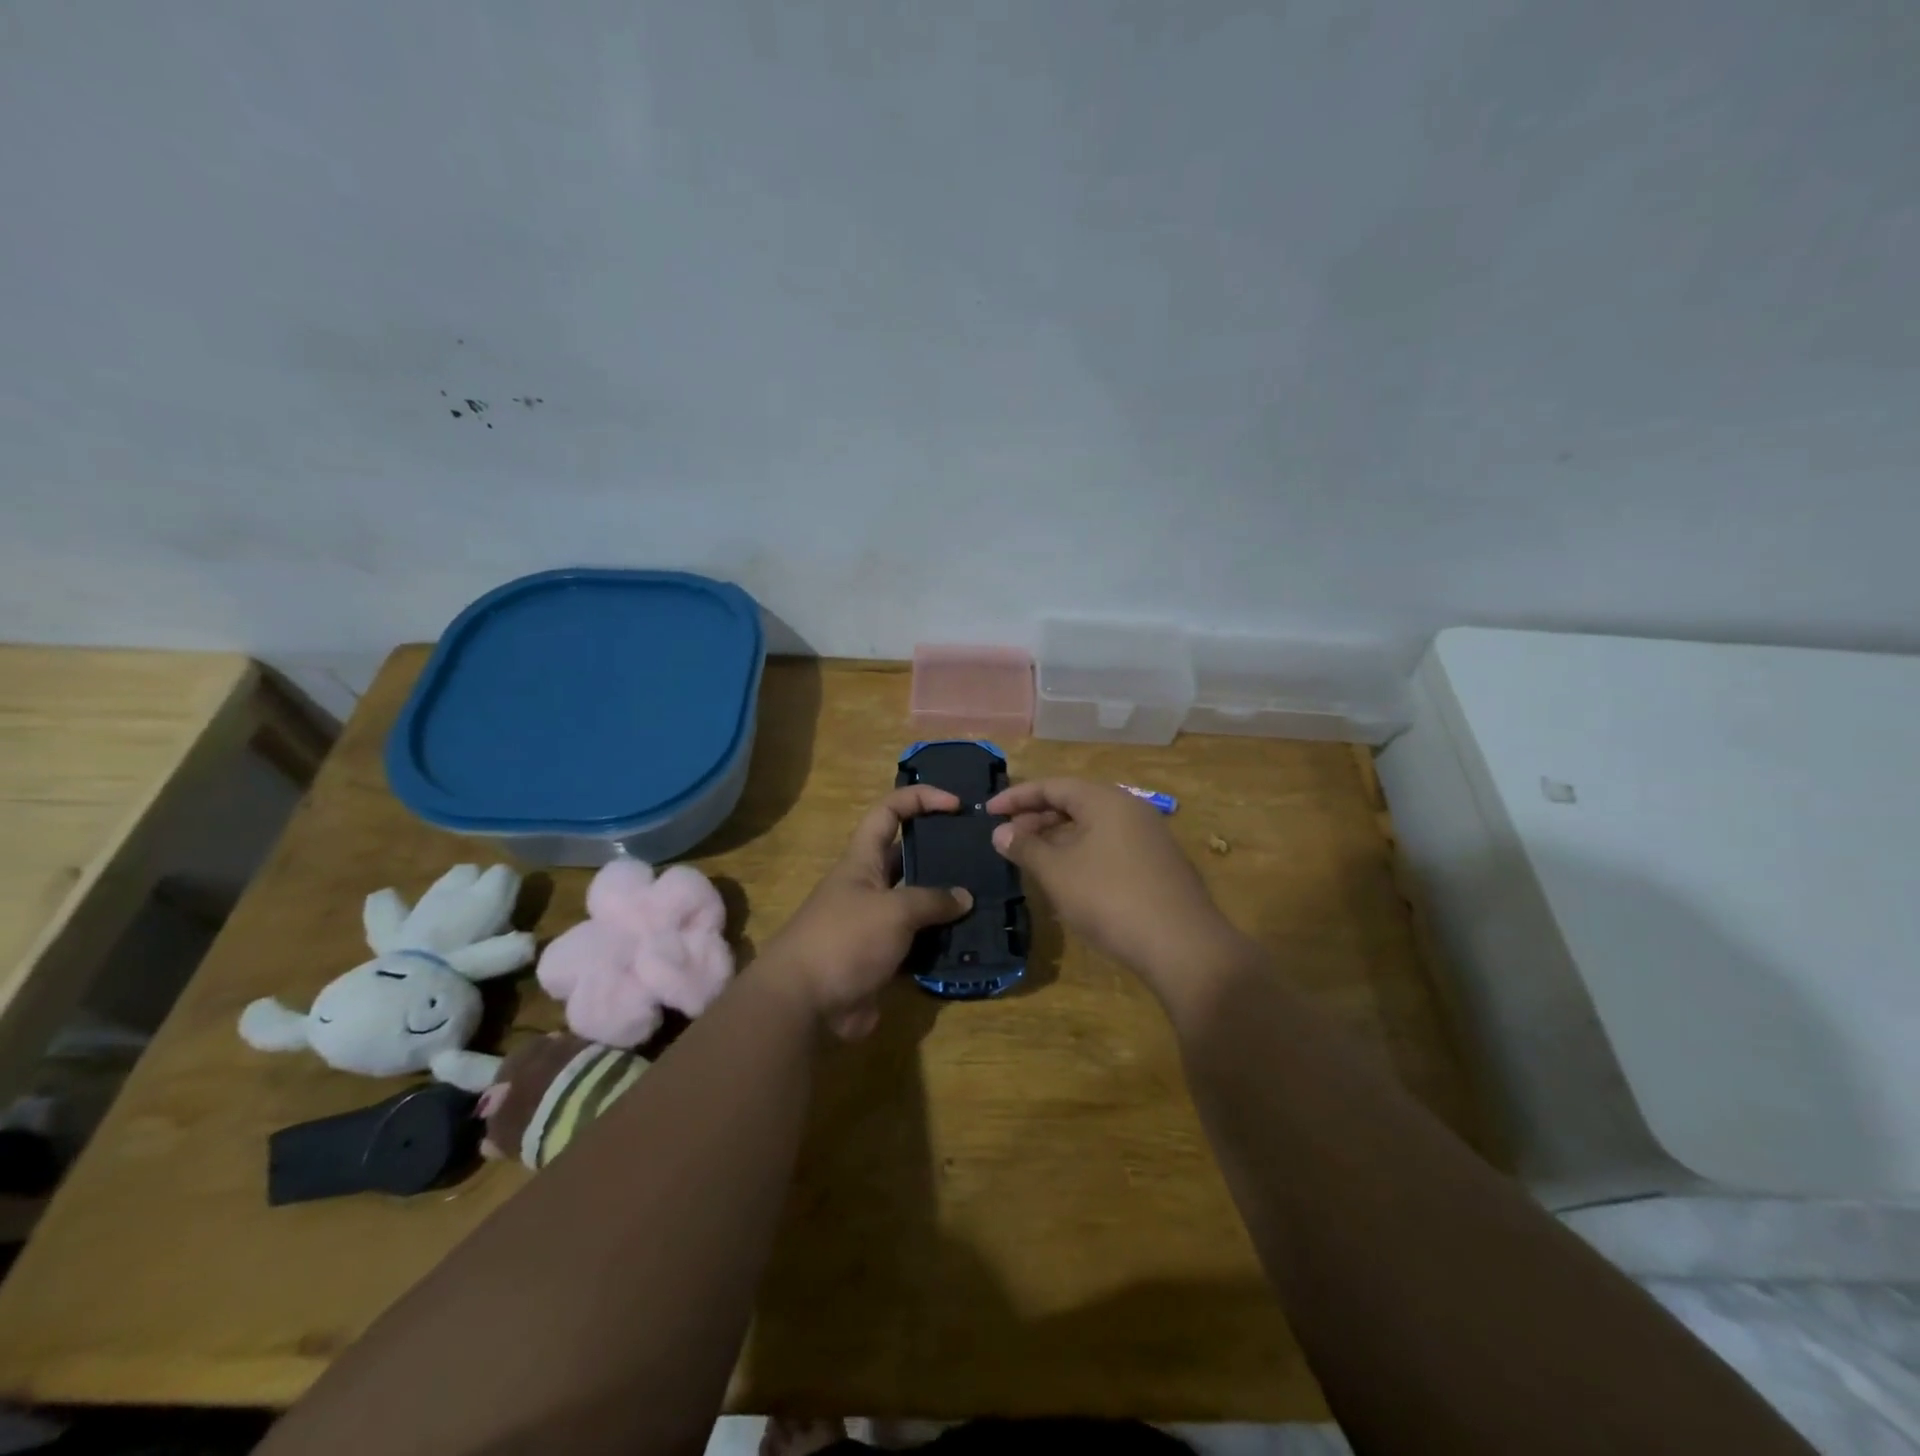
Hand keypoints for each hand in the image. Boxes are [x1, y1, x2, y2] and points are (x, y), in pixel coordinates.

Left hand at [763, 785, 973, 1039]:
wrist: (804, 1005)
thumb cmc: (844, 940)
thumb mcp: (893, 911)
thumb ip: (932, 900)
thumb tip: (964, 897)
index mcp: (862, 860)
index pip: (889, 812)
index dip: (920, 799)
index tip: (956, 804)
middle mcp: (869, 887)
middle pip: (908, 858)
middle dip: (942, 853)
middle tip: (983, 855)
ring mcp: (875, 925)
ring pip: (918, 904)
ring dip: (947, 904)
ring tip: (987, 899)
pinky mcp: (883, 960)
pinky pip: (918, 944)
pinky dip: (941, 943)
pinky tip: (972, 943)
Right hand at [985, 778, 1245, 1000]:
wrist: (1183, 946)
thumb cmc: (1110, 899)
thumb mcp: (1057, 872)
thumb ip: (1026, 847)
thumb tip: (1001, 832)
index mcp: (1105, 800)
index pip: (1053, 785)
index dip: (1017, 797)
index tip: (988, 812)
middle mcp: (1130, 810)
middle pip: (1075, 803)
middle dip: (1037, 818)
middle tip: (1007, 839)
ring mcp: (1149, 838)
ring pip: (1092, 827)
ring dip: (1058, 839)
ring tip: (1031, 859)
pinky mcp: (1158, 866)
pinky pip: (1109, 847)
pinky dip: (1081, 854)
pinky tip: (1067, 880)